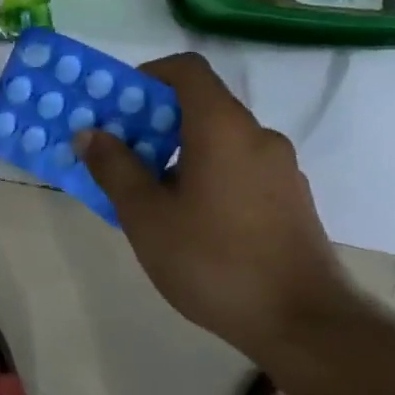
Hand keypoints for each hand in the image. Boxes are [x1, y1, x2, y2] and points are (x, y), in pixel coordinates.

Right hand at [75, 52, 351, 359]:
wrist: (304, 324)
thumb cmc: (214, 260)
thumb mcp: (146, 216)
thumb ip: (114, 168)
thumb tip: (90, 133)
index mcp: (222, 127)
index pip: (187, 70)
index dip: (149, 75)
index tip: (120, 104)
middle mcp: (257, 136)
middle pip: (201, 106)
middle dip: (155, 122)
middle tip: (121, 154)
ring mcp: (280, 169)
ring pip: (220, 140)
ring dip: (180, 152)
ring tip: (150, 194)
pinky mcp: (291, 200)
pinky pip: (239, 167)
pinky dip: (208, 174)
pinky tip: (190, 220)